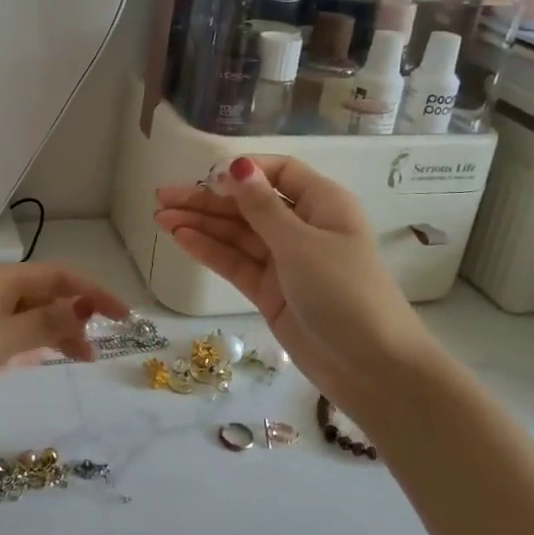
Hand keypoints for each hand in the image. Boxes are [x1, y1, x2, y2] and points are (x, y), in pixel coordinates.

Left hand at [0, 263, 129, 443]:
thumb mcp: (0, 337)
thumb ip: (44, 322)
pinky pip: (15, 340)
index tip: (123, 315)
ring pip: (31, 319)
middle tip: (103, 343)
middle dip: (77, 312)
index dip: (93, 291)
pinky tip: (50, 358)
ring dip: (59, 331)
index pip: (57, 276)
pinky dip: (36, 346)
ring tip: (85, 356)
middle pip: (45, 295)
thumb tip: (83, 306)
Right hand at [154, 156, 436, 401]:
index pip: (280, 173)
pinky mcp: (270, 292)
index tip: (208, 177)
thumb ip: (262, 207)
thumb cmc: (345, 293)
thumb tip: (237, 165)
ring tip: (160, 217)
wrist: (372, 369)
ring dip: (201, 224)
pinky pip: (235, 262)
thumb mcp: (301, 244)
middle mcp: (303, 227)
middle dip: (208, 199)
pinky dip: (209, 250)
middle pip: (249, 204)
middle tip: (163, 197)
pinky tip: (180, 238)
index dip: (244, 171)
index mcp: (322, 204)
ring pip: (237, 234)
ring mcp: (285, 261)